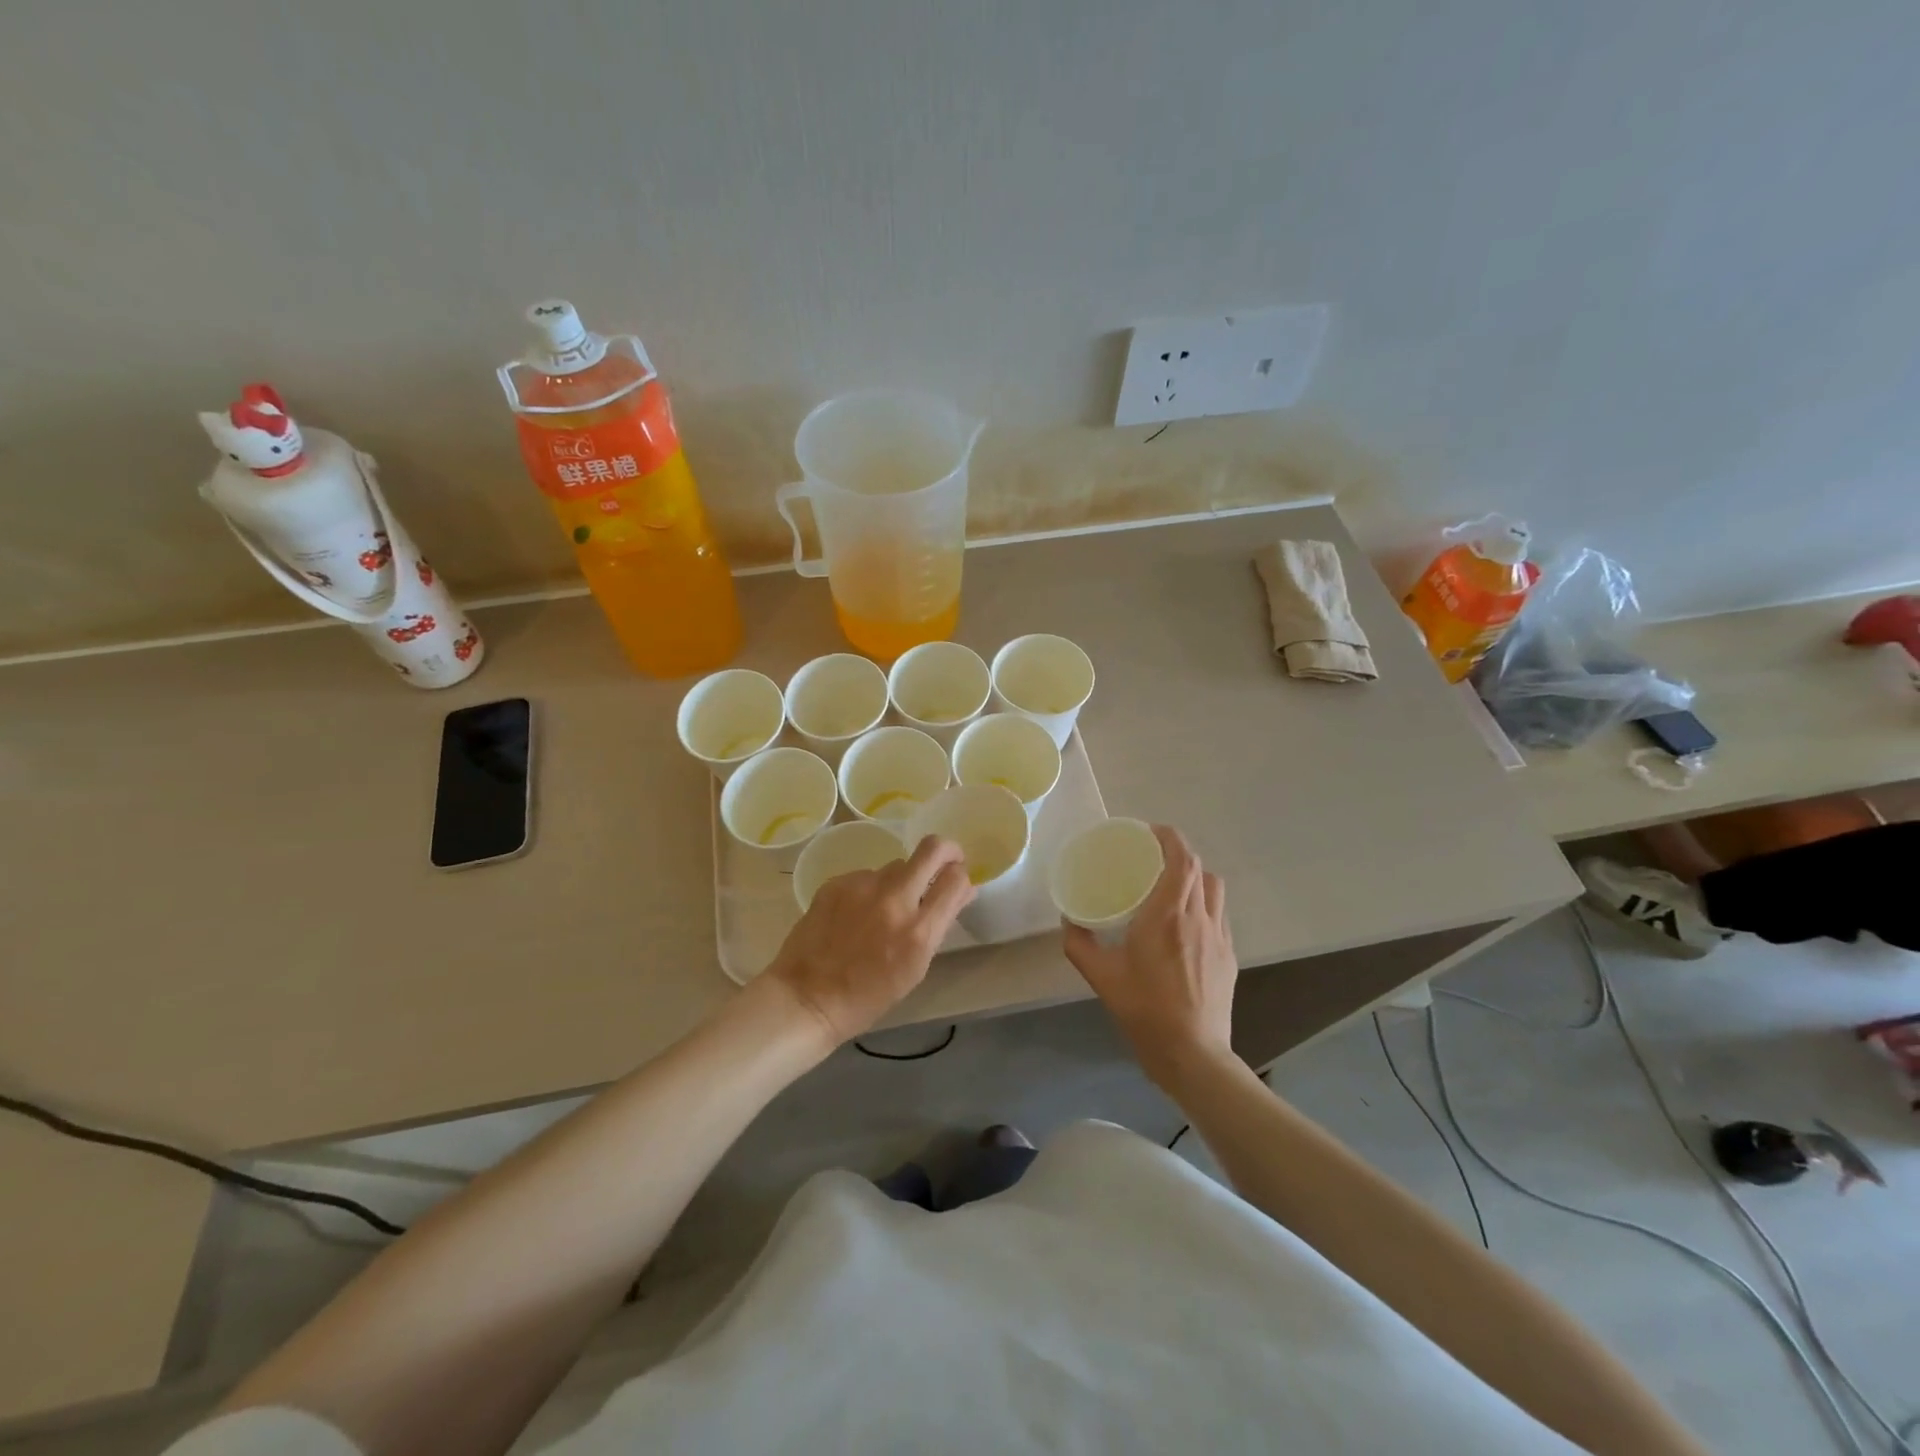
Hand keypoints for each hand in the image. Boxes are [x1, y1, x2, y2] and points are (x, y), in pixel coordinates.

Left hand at [762, 835, 974, 1047]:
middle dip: (946, 850)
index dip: (962, 876)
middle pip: (932, 849)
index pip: (955, 880)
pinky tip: (855, 915)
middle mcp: (894, 900)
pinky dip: (869, 890)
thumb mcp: (915, 968)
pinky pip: (866, 876)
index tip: (957, 880)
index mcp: (918, 931)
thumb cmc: (867, 996)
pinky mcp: (837, 882)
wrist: (807, 998)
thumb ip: (939, 925)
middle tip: (945, 861)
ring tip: (884, 909)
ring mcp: (862, 887)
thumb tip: (963, 891)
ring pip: (896, 865)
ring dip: (901, 880)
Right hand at [1062, 825, 1237, 1088]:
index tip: (1150, 833)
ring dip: (1195, 878)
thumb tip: (1068, 920)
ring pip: (1214, 890)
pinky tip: (1184, 926)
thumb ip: (1080, 944)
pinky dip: (1202, 906)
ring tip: (1171, 888)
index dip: (1170, 837)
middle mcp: (1199, 917)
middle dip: (1178, 855)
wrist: (1193, 1054)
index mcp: (1168, 915)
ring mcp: (1219, 937)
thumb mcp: (1101, 977)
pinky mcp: (1228, 957)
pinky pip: (1218, 916)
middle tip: (1152, 859)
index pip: (1181, 859)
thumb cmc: (1145, 1010)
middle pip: (1199, 869)